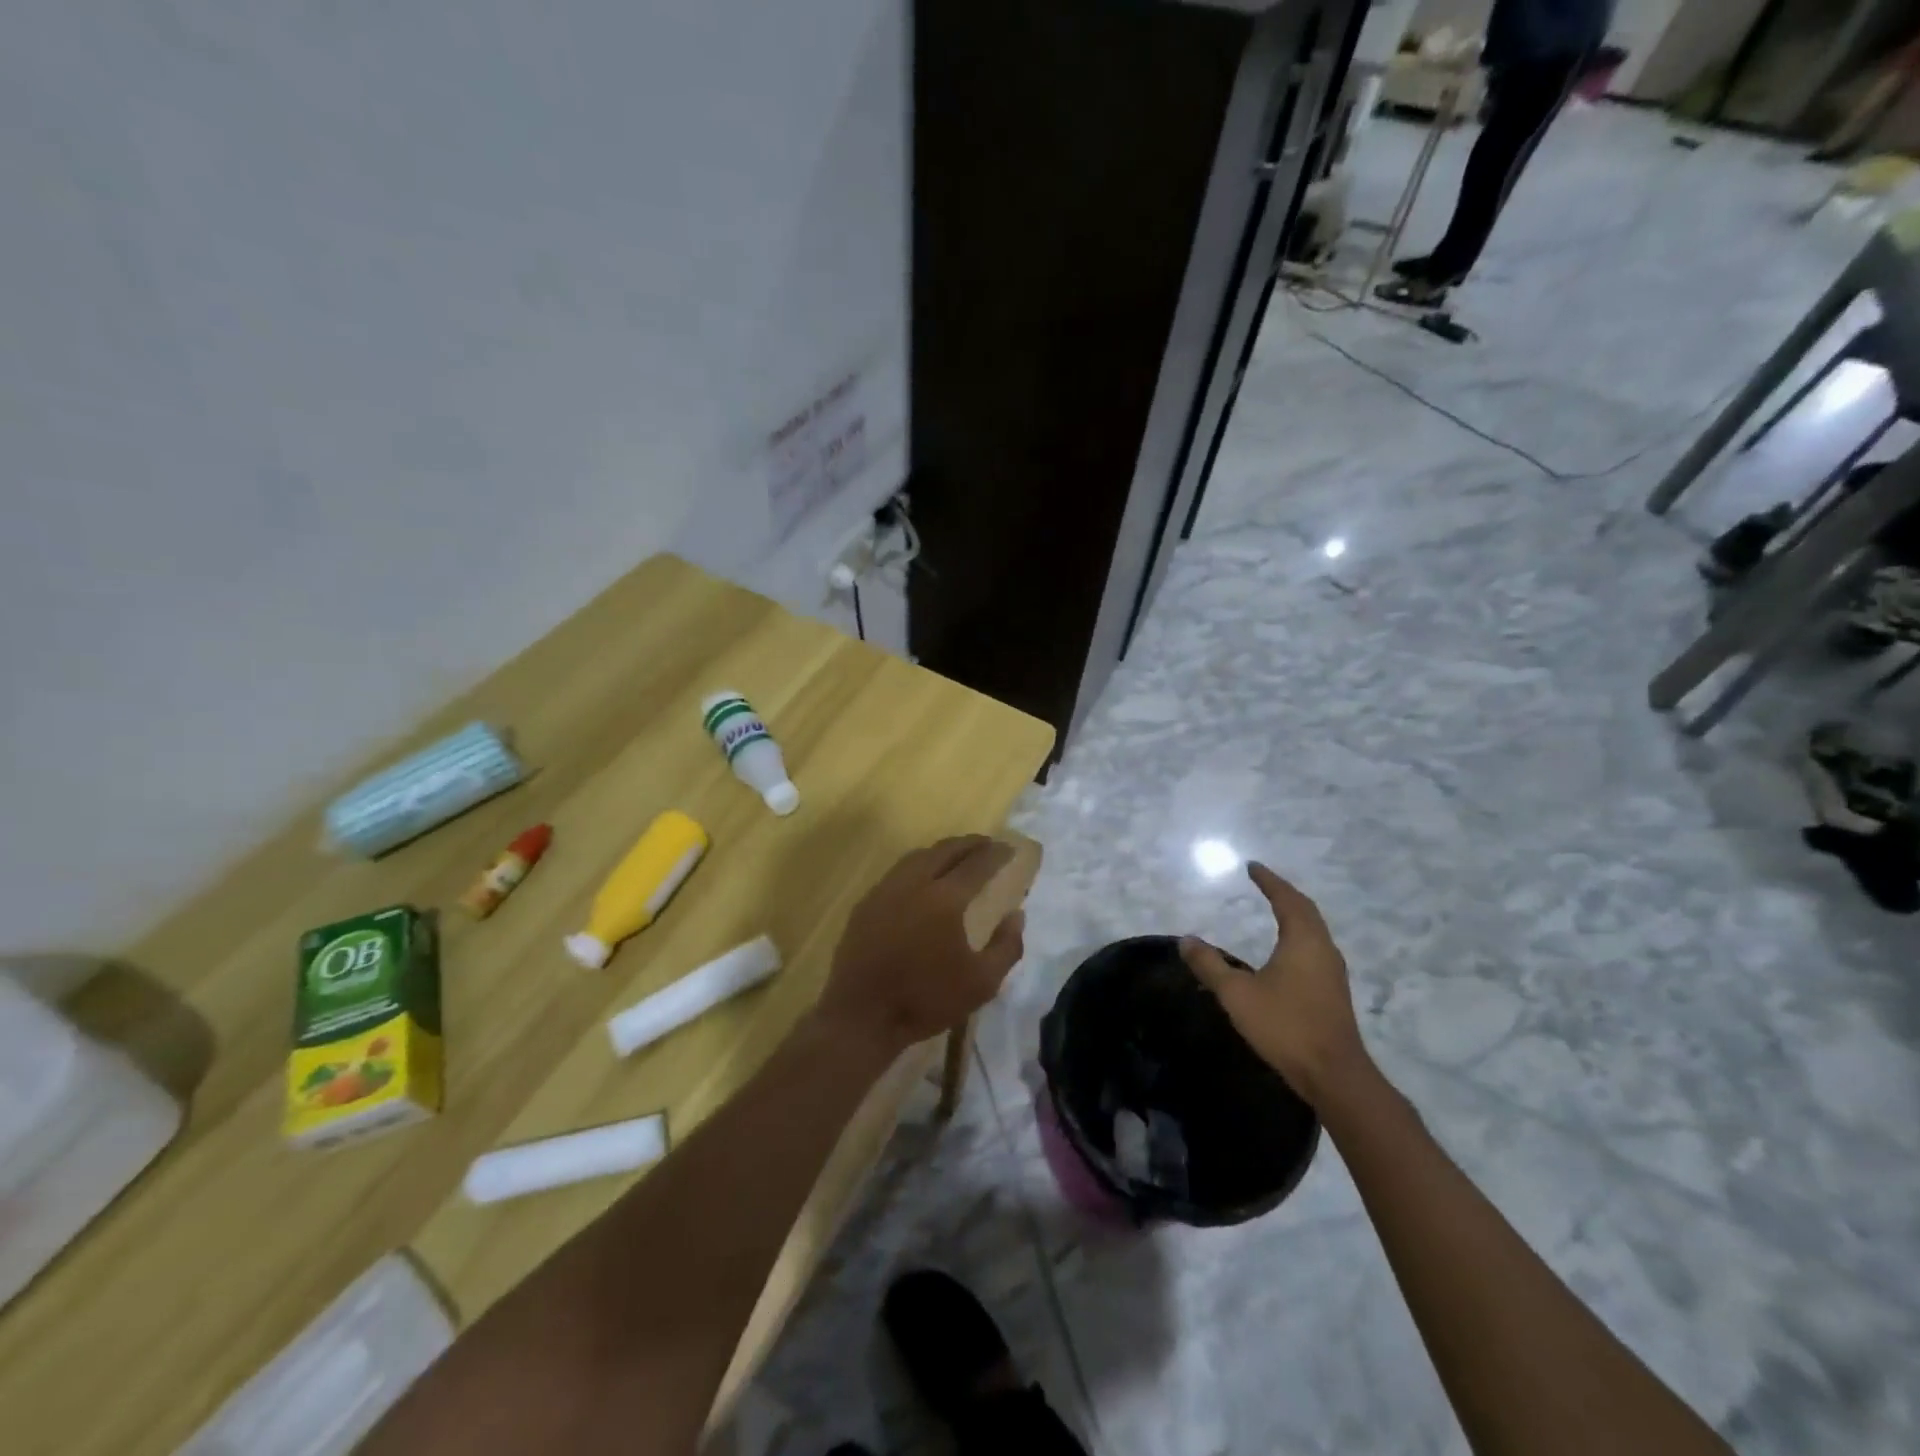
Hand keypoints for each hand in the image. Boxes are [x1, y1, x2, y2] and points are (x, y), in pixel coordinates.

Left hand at [817, 836, 1025, 1056]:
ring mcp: (886, 889)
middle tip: (987, 845)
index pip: (977, 864)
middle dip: (970, 843)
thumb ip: (1006, 947)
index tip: (1010, 849)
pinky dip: (918, 864)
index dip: (996, 854)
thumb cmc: (926, 1000)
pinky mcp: (866, 902)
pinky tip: (923, 878)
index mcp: (945, 899)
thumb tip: (1016, 915)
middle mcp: (914, 883)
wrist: (862, 1016)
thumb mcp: (982, 984)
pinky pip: (898, 871)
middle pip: (946, 850)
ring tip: (957, 856)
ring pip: (918, 856)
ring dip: (942, 850)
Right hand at [1180, 863, 1368, 1105]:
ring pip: (1314, 930)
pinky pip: (1315, 947)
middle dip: (1284, 893)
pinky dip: (1300, 934)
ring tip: (1275, 908)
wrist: (1334, 1075)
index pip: (1286, 899)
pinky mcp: (1333, 991)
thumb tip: (1186, 939)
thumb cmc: (1285, 1026)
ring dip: (1295, 914)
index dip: (1269, 881)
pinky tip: (1288, 950)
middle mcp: (1323, 949)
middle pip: (1306, 910)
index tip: (1252, 867)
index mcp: (1302, 940)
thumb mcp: (1237, 994)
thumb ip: (1210, 965)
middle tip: (1264, 883)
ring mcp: (1332, 971)